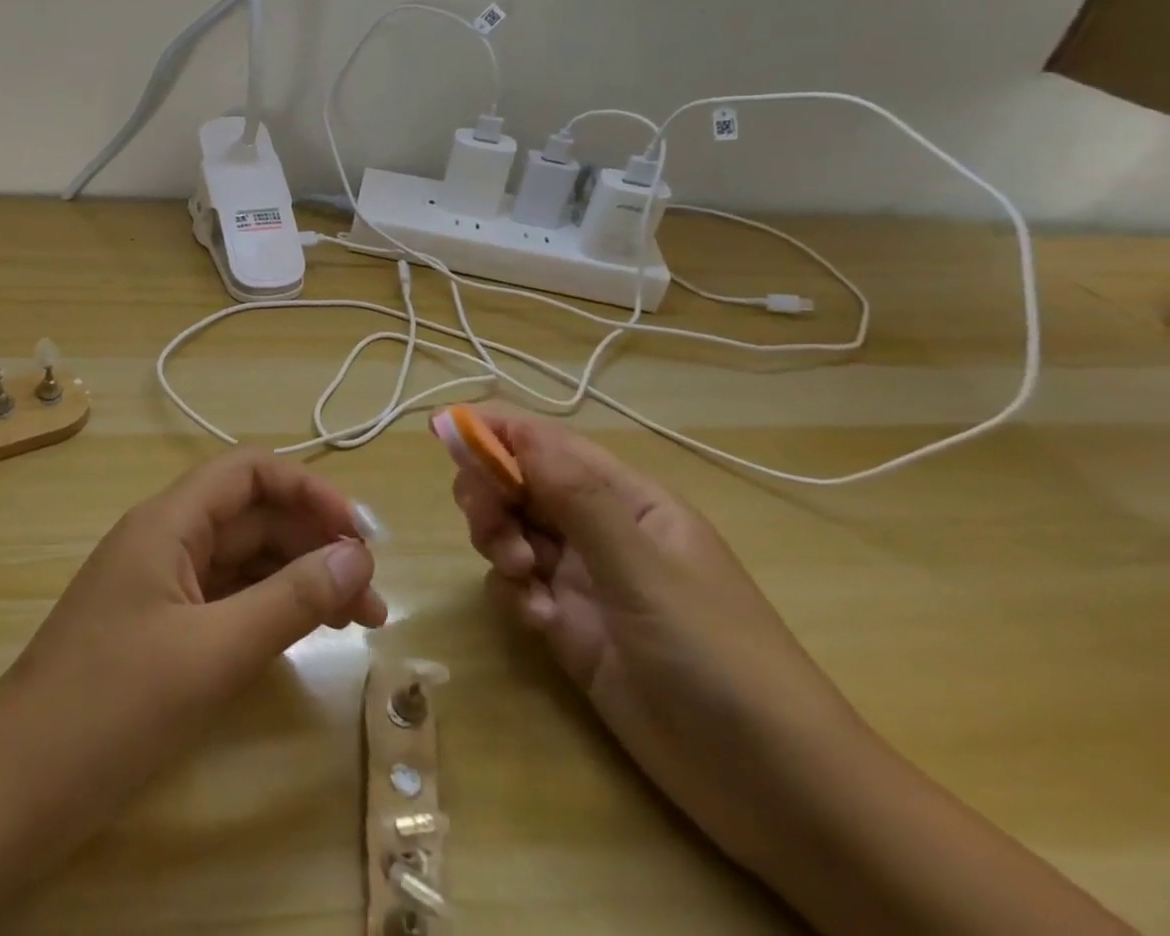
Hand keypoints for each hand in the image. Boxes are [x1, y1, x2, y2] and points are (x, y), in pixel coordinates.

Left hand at [0, 450, 385, 842]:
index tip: (360, 534)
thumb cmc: (111, 709)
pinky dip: (267, 608)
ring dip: (299, 579)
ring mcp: (159, 584)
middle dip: (315, 543)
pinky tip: (303, 635)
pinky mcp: (158, 627)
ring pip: (242, 559)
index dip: (308, 488)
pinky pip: (224, 597)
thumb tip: (357, 555)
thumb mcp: (212, 653)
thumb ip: (289, 600)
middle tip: (373, 596)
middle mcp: (164, 539)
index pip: (248, 471)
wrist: (10, 792)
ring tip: (359, 621)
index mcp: (168, 522)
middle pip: (251, 515)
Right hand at [447, 408, 869, 872]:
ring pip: (511, 531)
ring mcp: (583, 579)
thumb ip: (573, 497)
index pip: (547, 443)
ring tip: (522, 579)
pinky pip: (518, 588)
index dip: (493, 430)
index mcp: (626, 499)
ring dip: (500, 543)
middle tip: (489, 526)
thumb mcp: (644, 569)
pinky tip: (541, 625)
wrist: (777, 791)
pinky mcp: (570, 627)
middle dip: (491, 494)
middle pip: (519, 483)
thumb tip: (510, 427)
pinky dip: (516, 596)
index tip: (442, 431)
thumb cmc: (719, 657)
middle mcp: (599, 529)